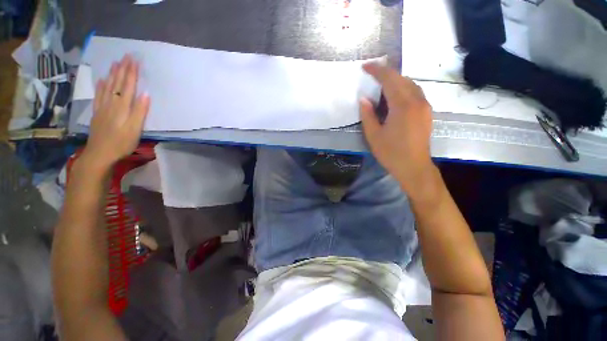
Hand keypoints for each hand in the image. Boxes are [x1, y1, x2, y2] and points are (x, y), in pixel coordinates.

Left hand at [82, 55, 149, 170]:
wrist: (99, 154)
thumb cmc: (121, 143)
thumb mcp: (135, 129)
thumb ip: (140, 111)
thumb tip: (146, 94)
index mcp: (122, 107)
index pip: (128, 86)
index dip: (132, 73)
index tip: (135, 60)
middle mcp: (111, 103)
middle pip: (117, 83)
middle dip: (122, 69)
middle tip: (126, 56)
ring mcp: (102, 107)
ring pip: (107, 86)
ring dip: (112, 74)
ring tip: (115, 62)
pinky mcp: (97, 113)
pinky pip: (98, 95)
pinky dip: (100, 86)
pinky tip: (102, 79)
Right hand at [360, 63, 434, 193]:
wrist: (414, 168)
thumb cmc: (391, 153)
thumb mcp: (373, 135)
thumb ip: (368, 115)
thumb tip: (364, 99)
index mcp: (403, 106)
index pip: (390, 79)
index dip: (377, 70)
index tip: (365, 66)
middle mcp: (417, 101)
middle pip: (402, 79)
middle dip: (386, 73)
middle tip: (371, 74)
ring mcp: (424, 106)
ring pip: (410, 84)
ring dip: (395, 80)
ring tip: (381, 84)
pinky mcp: (427, 112)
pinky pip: (415, 93)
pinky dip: (403, 89)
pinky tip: (394, 96)